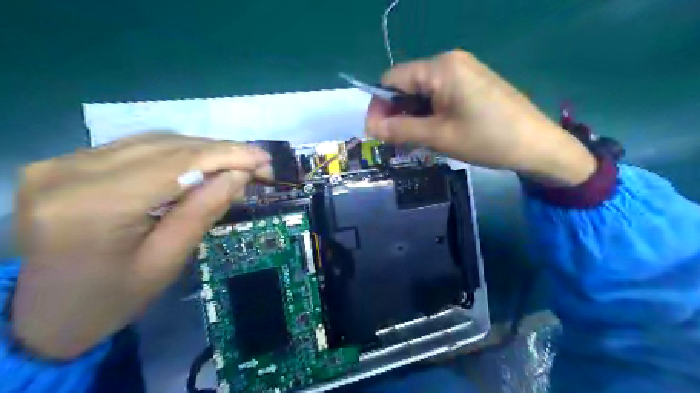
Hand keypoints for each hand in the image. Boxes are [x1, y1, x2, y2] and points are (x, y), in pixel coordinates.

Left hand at [12, 133, 272, 358]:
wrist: (44, 314)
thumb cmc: (112, 298)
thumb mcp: (167, 261)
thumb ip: (203, 212)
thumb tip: (239, 175)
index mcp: (94, 206)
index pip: (175, 164)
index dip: (226, 156)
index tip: (264, 158)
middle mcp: (70, 172)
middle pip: (165, 147)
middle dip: (220, 151)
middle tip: (258, 162)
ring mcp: (63, 163)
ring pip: (154, 142)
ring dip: (202, 150)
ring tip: (237, 163)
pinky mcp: (67, 162)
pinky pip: (137, 148)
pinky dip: (177, 153)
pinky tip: (202, 164)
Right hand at [368, 51, 595, 187]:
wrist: (538, 146)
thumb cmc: (486, 139)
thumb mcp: (438, 136)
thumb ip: (400, 130)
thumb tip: (371, 128)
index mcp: (440, 68)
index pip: (392, 80)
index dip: (378, 106)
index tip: (376, 134)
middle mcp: (450, 62)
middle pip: (407, 85)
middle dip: (395, 114)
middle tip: (394, 144)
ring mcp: (464, 72)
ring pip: (422, 93)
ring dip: (412, 117)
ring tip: (412, 143)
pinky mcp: (472, 85)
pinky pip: (439, 96)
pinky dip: (429, 115)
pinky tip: (431, 134)